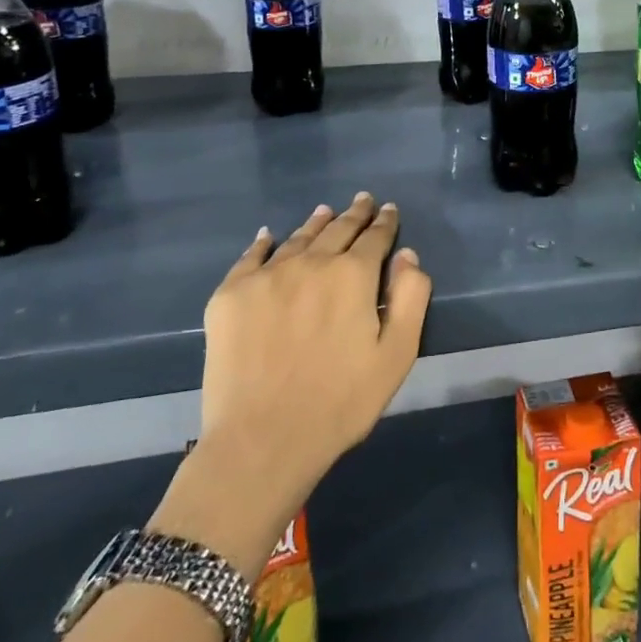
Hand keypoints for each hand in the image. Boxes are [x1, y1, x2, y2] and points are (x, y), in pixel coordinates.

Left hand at [151, 194, 431, 572]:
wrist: (261, 441)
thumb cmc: (341, 402)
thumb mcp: (397, 354)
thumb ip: (410, 298)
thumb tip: (407, 256)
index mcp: (352, 275)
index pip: (374, 238)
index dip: (385, 223)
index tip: (389, 210)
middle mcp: (310, 263)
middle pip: (337, 230)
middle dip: (354, 214)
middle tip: (362, 200)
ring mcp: (266, 276)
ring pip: (297, 238)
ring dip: (316, 223)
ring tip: (325, 211)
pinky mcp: (230, 296)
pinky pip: (250, 257)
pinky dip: (263, 243)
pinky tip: (268, 236)